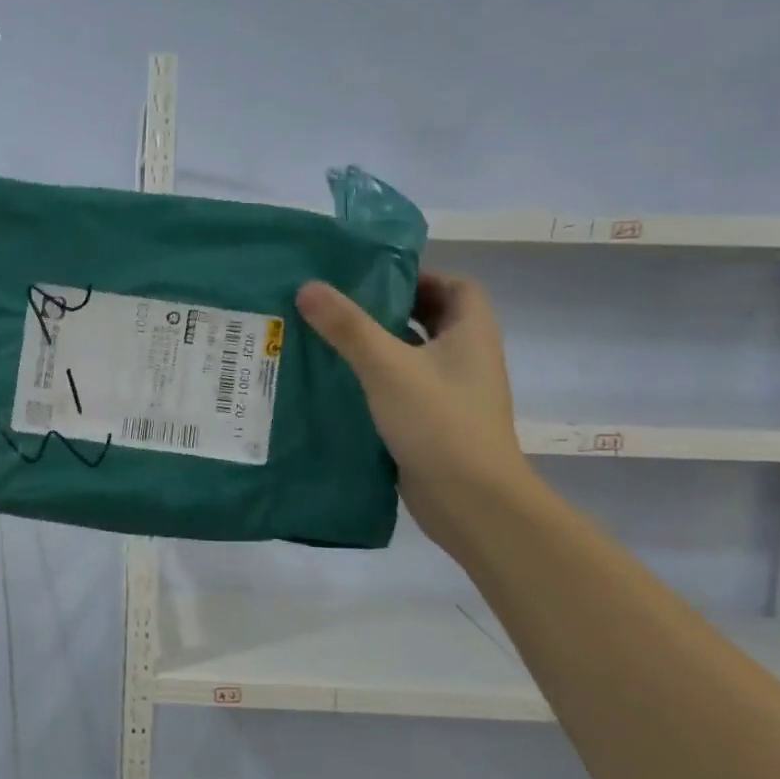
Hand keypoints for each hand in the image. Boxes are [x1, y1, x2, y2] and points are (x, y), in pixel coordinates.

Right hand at [297, 273, 529, 549]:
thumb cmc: (439, 422)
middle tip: (340, 306)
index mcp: (471, 334)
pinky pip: (403, 390)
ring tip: (328, 340)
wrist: (472, 503)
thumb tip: (307, 286)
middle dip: (390, 310)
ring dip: (378, 347)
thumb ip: (347, 327)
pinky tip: (338, 385)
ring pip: (413, 357)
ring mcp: (452, 394)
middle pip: (432, 320)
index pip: (457, 286)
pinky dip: (376, 382)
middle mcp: (467, 359)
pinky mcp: (434, 424)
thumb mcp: (387, 367)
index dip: (421, 276)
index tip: (375, 278)